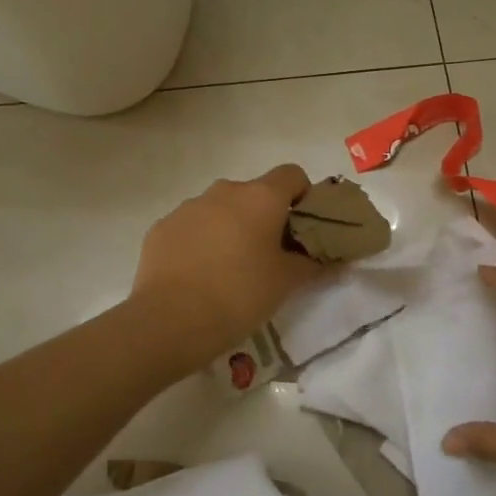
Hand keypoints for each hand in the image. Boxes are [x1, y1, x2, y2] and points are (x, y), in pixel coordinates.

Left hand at [130, 165, 321, 366]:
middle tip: (268, 255)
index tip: (302, 228)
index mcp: (260, 197)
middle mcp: (224, 191)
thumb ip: (313, 264)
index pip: (292, 175)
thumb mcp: (286, 283)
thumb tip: (333, 260)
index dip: (302, 196)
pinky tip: (199, 276)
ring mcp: (188, 207)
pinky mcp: (162, 228)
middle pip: (254, 193)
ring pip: (220, 209)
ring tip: (230, 269)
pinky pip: (191, 227)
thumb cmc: (240, 294)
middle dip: (264, 217)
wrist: (170, 320)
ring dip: (230, 228)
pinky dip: (200, 242)